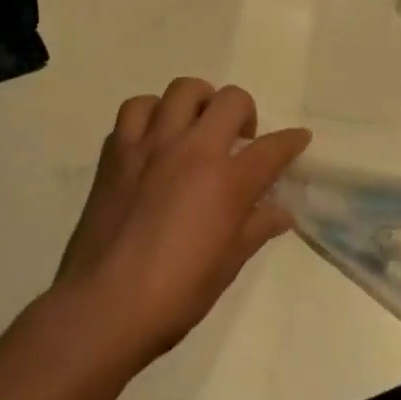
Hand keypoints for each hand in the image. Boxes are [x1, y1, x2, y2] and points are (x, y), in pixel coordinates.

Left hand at [55, 79, 308, 364]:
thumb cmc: (175, 295)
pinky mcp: (116, 152)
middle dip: (244, 112)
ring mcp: (151, 145)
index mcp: (227, 181)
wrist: (102, 308)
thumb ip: (256, 228)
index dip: (291, 141)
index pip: (273, 148)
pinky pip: (135, 110)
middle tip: (238, 139)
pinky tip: (153, 140)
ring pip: (181, 90)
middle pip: (230, 100)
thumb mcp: (228, 265)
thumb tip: (281, 212)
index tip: (298, 139)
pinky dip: (150, 115)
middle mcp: (193, 150)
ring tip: (195, 127)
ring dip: (197, 103)